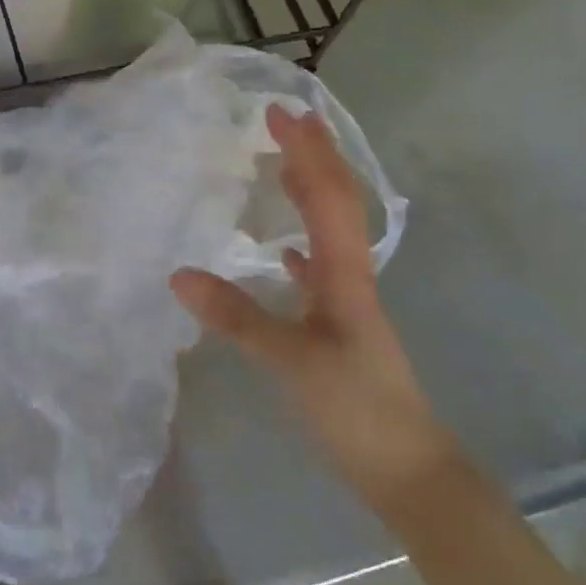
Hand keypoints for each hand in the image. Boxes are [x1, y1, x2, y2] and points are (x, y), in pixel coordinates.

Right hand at [170, 104, 453, 506]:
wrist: (407, 470)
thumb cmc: (356, 410)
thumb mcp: (292, 362)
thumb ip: (236, 317)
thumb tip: (178, 273)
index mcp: (345, 274)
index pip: (328, 197)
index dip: (307, 152)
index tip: (279, 113)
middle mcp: (351, 275)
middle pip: (336, 201)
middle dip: (314, 156)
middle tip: (284, 119)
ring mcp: (348, 299)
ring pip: (330, 229)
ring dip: (312, 189)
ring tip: (286, 162)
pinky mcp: (339, 324)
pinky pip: (321, 265)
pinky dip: (306, 242)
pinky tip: (288, 248)